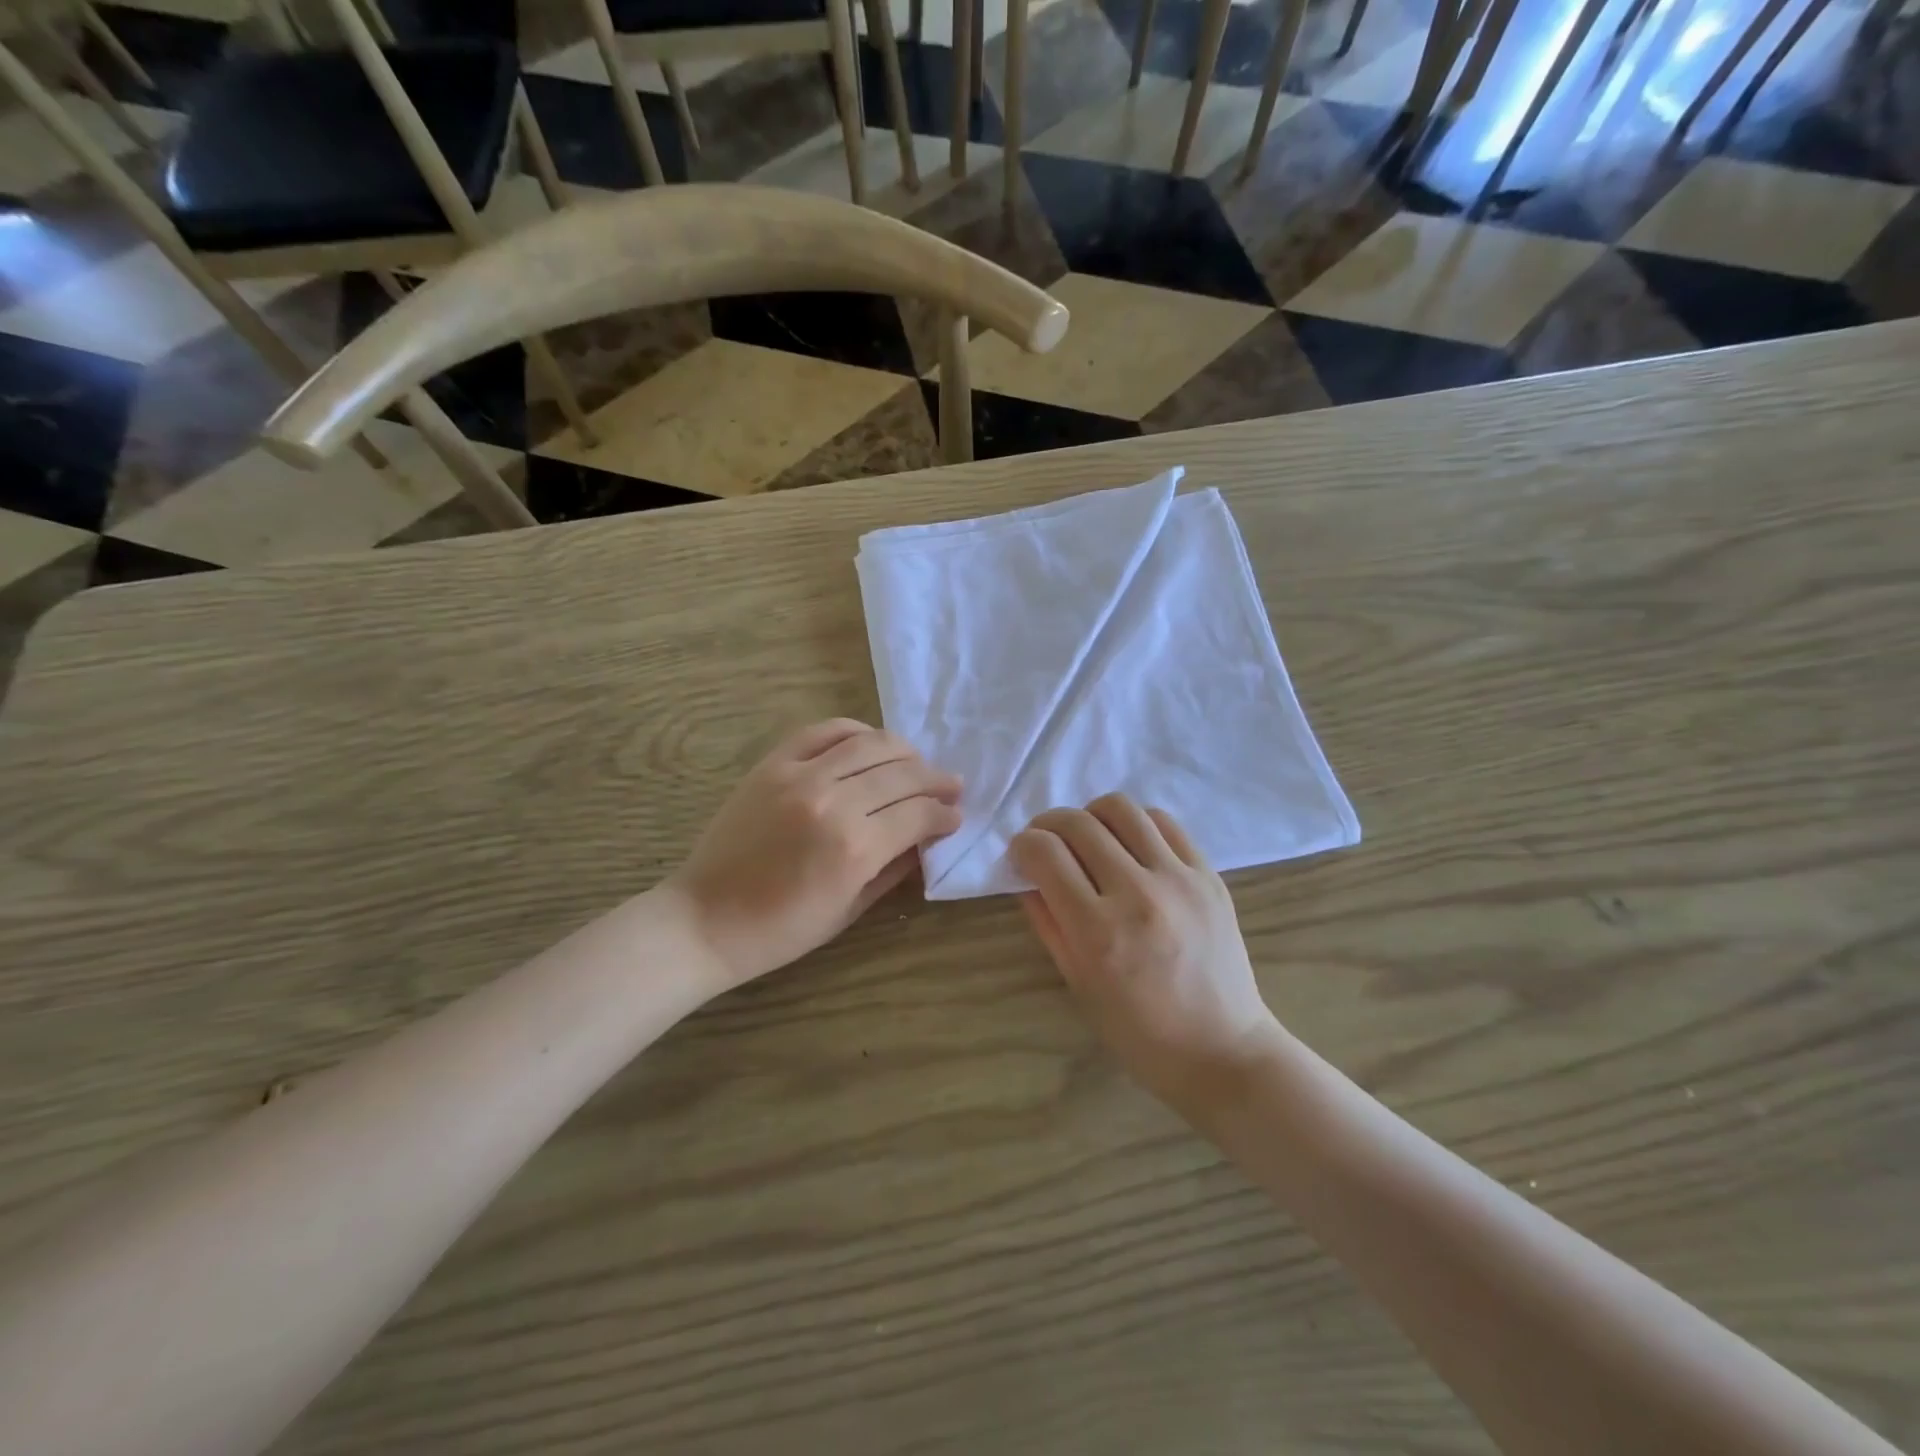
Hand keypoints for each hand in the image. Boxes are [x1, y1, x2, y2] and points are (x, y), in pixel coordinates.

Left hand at [667, 720, 962, 988]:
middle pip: (902, 774)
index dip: (944, 813)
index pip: (919, 813)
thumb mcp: (850, 910)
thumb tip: (927, 838)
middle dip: (935, 780)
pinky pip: (824, 731)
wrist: (705, 920)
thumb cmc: (781, 930)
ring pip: (870, 744)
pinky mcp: (773, 765)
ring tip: (917, 763)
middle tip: (950, 786)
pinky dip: (855, 731)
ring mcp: (799, 777)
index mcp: (855, 849)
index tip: (956, 816)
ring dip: (905, 752)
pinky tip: (870, 742)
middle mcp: (832, 802)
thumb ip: (894, 868)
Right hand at [1011, 796, 1280, 1111]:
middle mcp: (1137, 893)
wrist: (1222, 1050)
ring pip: (1120, 808)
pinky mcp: (1208, 875)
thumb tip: (1027, 875)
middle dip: (1048, 824)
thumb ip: (1047, 923)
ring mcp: (1178, 879)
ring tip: (1089, 839)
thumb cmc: (1139, 1032)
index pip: (1045, 853)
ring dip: (1091, 816)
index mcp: (1098, 931)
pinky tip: (1130, 847)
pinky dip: (1135, 824)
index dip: (1022, 845)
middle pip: (1077, 823)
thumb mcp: (1078, 984)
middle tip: (1046, 843)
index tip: (1021, 855)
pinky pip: (1163, 822)